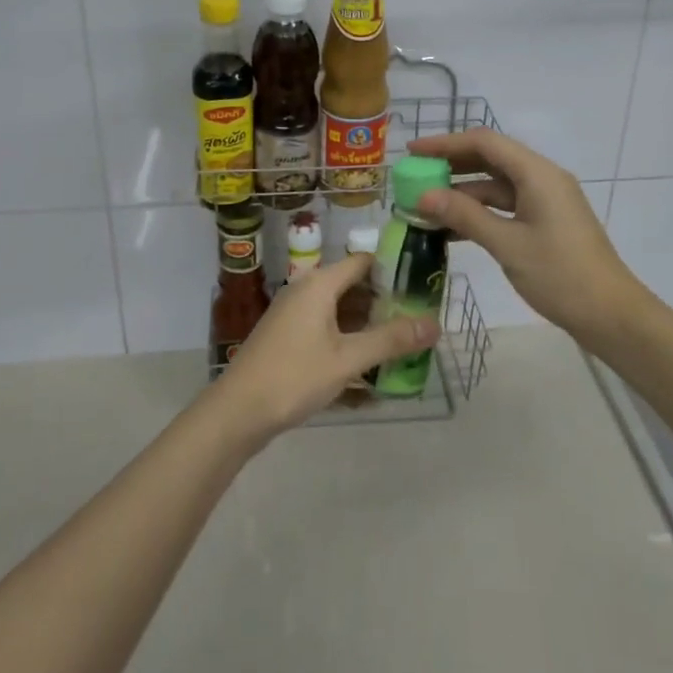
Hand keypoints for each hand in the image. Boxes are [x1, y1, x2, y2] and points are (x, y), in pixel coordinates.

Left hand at [209, 253, 437, 446]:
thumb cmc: (294, 376)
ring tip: (403, 343)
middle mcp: (306, 289)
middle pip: (354, 286)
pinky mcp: (289, 336)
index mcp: (320, 283)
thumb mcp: (348, 359)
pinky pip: (327, 328)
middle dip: (386, 302)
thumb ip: (391, 340)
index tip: (423, 285)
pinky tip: (370, 365)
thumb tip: (435, 324)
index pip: (364, 261)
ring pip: (341, 310)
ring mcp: (295, 313)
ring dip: (369, 324)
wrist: (237, 411)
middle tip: (420, 319)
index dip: (394, 269)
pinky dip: (349, 339)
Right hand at [408, 128, 645, 340]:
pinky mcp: (547, 222)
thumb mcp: (507, 244)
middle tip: (415, 176)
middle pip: (490, 158)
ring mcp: (546, 201)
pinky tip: (453, 227)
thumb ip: (465, 216)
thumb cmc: (561, 275)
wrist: (612, 316)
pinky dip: (480, 211)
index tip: (412, 152)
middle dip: (451, 164)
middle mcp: (542, 178)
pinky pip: (507, 205)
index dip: (445, 143)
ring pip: (497, 184)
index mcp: (537, 173)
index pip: (484, 142)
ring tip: (426, 204)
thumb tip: (424, 195)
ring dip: (463, 191)